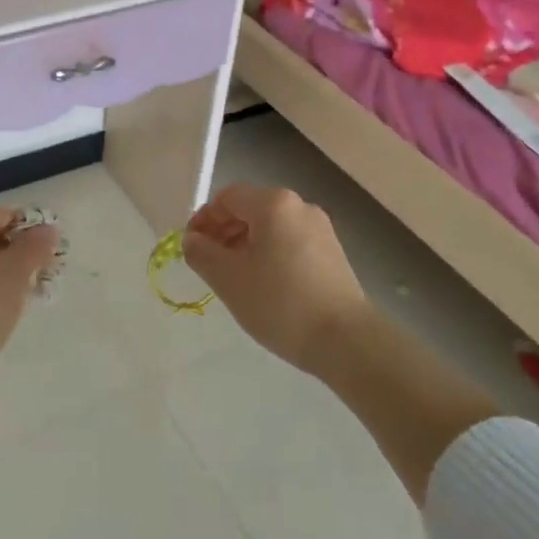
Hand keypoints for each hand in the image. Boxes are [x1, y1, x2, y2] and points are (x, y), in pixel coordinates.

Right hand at [183, 185, 373, 376]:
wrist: (346, 341)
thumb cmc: (279, 302)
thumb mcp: (228, 278)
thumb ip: (201, 253)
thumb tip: (192, 240)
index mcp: (273, 203)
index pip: (226, 197)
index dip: (203, 219)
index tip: (191, 247)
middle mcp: (299, 206)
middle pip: (249, 209)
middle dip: (223, 232)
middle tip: (209, 263)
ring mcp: (321, 229)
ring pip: (270, 227)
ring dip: (244, 244)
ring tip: (234, 278)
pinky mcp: (332, 252)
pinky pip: (289, 242)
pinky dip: (269, 254)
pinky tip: (264, 285)